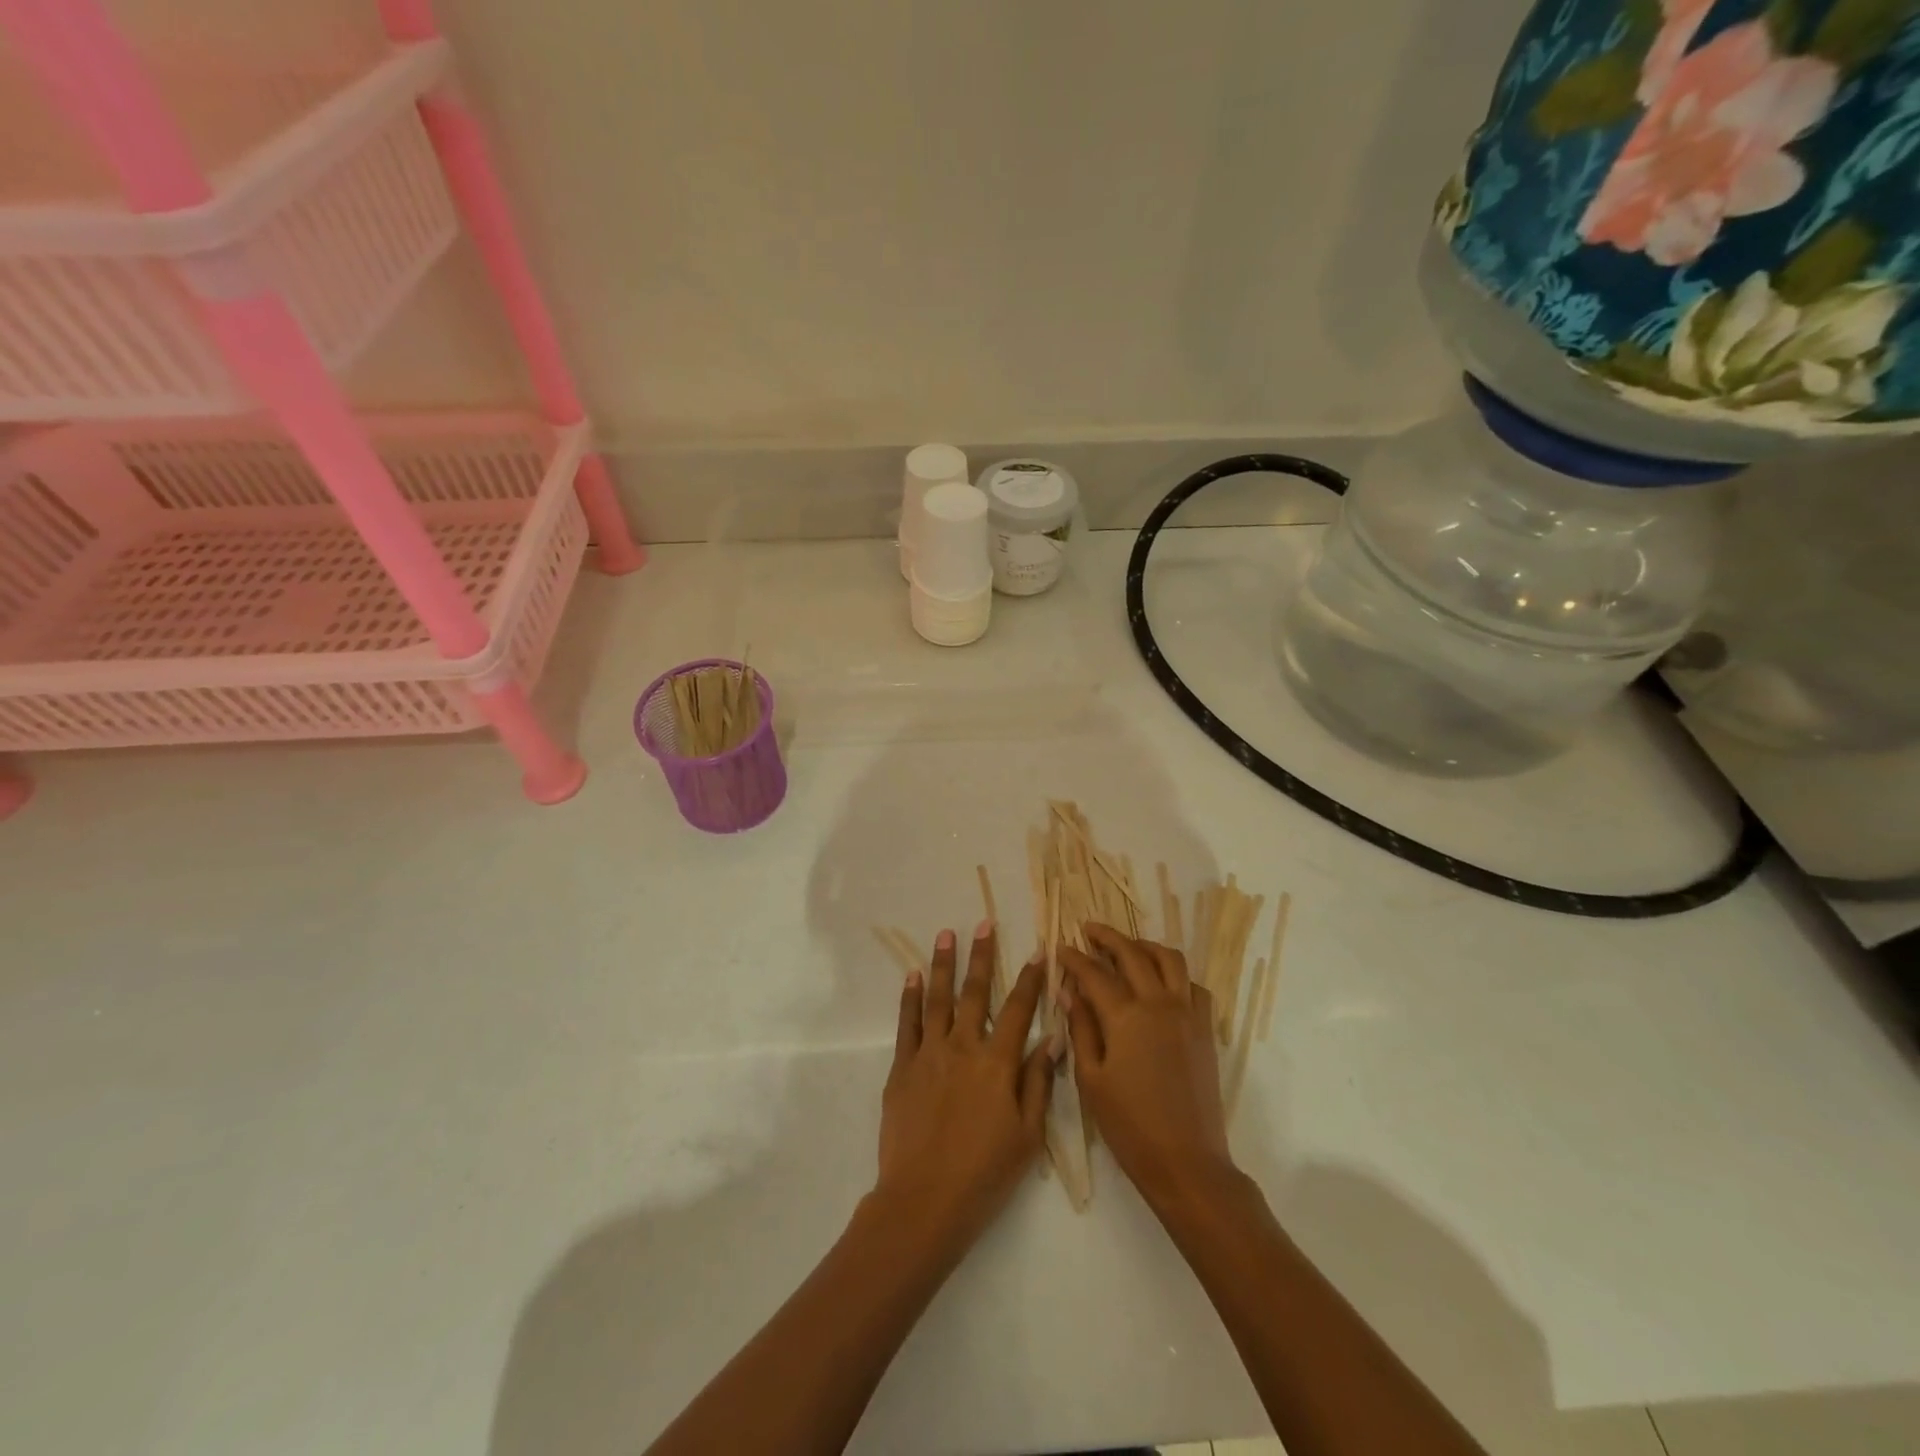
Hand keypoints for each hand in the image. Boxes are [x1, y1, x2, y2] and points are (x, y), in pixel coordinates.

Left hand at [875, 922, 1060, 1256]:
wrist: (923, 1201)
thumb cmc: (985, 1173)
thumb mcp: (1027, 1135)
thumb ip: (1039, 1081)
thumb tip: (1054, 1037)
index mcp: (997, 1063)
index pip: (1018, 1009)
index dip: (1029, 978)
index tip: (1038, 950)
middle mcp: (963, 1047)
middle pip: (975, 992)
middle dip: (982, 955)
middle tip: (984, 922)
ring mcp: (929, 1054)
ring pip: (938, 999)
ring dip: (943, 964)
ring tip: (946, 934)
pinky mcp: (902, 1068)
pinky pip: (907, 1024)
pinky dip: (910, 997)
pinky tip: (913, 976)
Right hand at [1061, 924, 1236, 1211]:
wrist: (1186, 1162)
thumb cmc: (1129, 1125)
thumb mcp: (1091, 1079)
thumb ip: (1081, 1028)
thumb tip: (1069, 991)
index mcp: (1126, 1016)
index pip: (1095, 973)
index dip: (1075, 958)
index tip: (1061, 947)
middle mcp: (1159, 1003)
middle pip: (1133, 953)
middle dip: (1108, 937)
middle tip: (1089, 930)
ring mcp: (1187, 1013)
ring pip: (1169, 959)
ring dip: (1145, 946)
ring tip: (1127, 948)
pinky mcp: (1205, 1029)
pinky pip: (1193, 985)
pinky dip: (1175, 974)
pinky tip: (1161, 983)